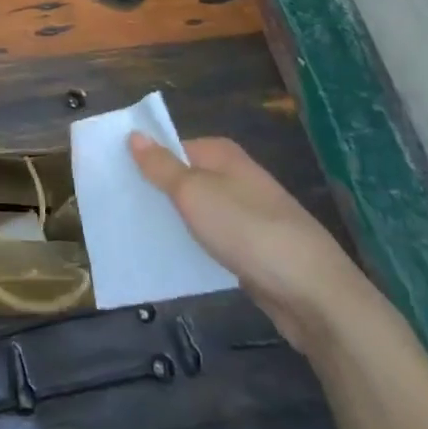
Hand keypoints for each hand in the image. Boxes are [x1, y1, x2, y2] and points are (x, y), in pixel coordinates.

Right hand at [129, 132, 369, 350]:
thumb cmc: (248, 231)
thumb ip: (162, 167)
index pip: (173, 147)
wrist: (313, 293)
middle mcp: (236, 177)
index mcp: (223, 155)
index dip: (144, 160)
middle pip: (185, 178)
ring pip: (198, 211)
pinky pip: (212, 239)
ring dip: (173, 221)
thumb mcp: (194, 194)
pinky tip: (173, 257)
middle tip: (119, 207)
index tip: (114, 177)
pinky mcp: (253, 249)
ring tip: (135, 233)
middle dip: (156, 191)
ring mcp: (248, 214)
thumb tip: (135, 134)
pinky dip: (193, 245)